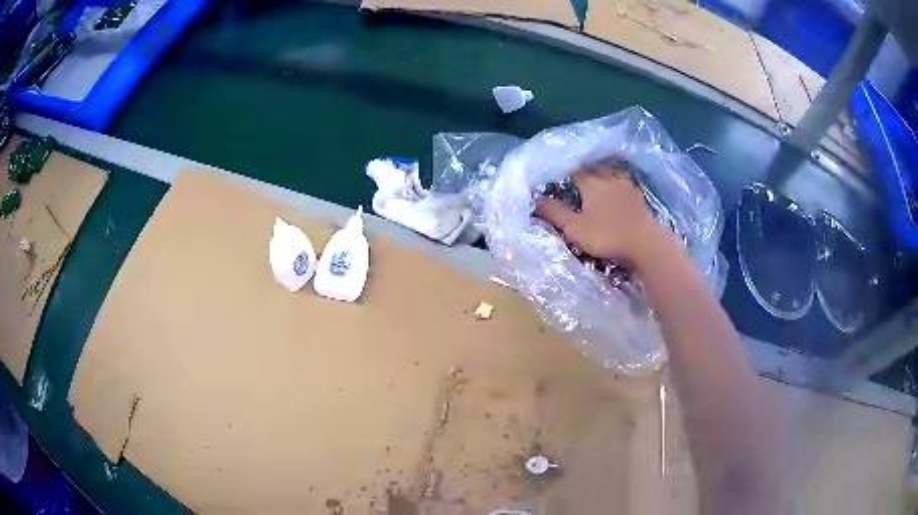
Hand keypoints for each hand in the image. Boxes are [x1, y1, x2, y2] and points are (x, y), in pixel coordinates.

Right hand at [534, 167, 670, 267]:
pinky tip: (613, 200)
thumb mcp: (574, 228)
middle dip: (581, 175)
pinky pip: (621, 186)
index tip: (555, 183)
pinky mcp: (639, 196)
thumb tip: (534, 200)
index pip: (572, 170)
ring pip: (608, 176)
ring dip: (599, 180)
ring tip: (592, 192)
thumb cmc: (607, 235)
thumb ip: (554, 212)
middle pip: (591, 170)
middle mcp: (608, 176)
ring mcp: (626, 185)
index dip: (562, 175)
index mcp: (590, 180)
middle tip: (573, 187)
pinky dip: (614, 190)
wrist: (647, 242)